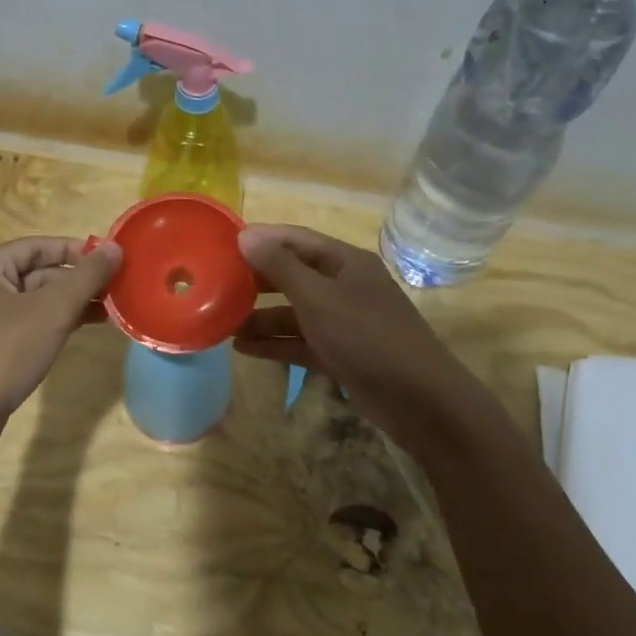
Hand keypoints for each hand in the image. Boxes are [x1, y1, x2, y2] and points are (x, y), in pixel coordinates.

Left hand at [0, 236, 122, 430]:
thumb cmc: (4, 353)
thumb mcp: (52, 310)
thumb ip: (86, 276)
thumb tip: (115, 248)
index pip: (37, 246)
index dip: (76, 250)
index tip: (112, 258)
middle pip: (36, 272)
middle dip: (77, 280)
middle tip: (117, 286)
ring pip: (34, 299)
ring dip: (70, 302)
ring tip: (111, 307)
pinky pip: (27, 322)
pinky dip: (55, 321)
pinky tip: (85, 326)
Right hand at [234, 224, 467, 431]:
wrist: (419, 400)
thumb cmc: (367, 337)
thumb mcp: (318, 298)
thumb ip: (280, 267)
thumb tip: (246, 235)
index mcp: (345, 262)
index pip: (296, 239)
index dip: (261, 239)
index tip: (222, 245)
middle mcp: (344, 286)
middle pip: (293, 275)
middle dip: (257, 281)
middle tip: (216, 285)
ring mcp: (343, 322)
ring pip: (294, 312)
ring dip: (261, 317)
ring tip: (222, 324)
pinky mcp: (341, 353)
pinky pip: (301, 341)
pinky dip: (275, 344)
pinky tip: (243, 349)